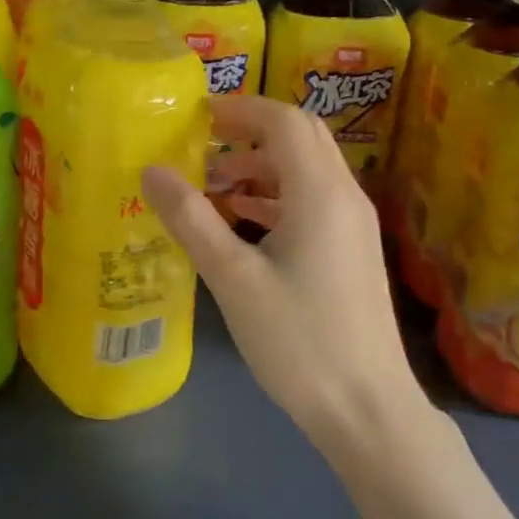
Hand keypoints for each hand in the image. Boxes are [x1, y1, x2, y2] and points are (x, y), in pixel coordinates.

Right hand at [143, 95, 427, 461]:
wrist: (367, 410)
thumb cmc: (297, 339)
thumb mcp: (232, 277)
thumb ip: (190, 217)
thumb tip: (151, 170)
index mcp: (319, 192)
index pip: (283, 120)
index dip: (240, 108)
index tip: (196, 115)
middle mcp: (344, 196)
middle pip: (300, 136)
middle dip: (250, 129)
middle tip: (203, 141)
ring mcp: (353, 224)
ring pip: (306, 168)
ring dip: (261, 163)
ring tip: (212, 184)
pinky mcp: (352, 250)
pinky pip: (312, 199)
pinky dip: (275, 194)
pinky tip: (242, 219)